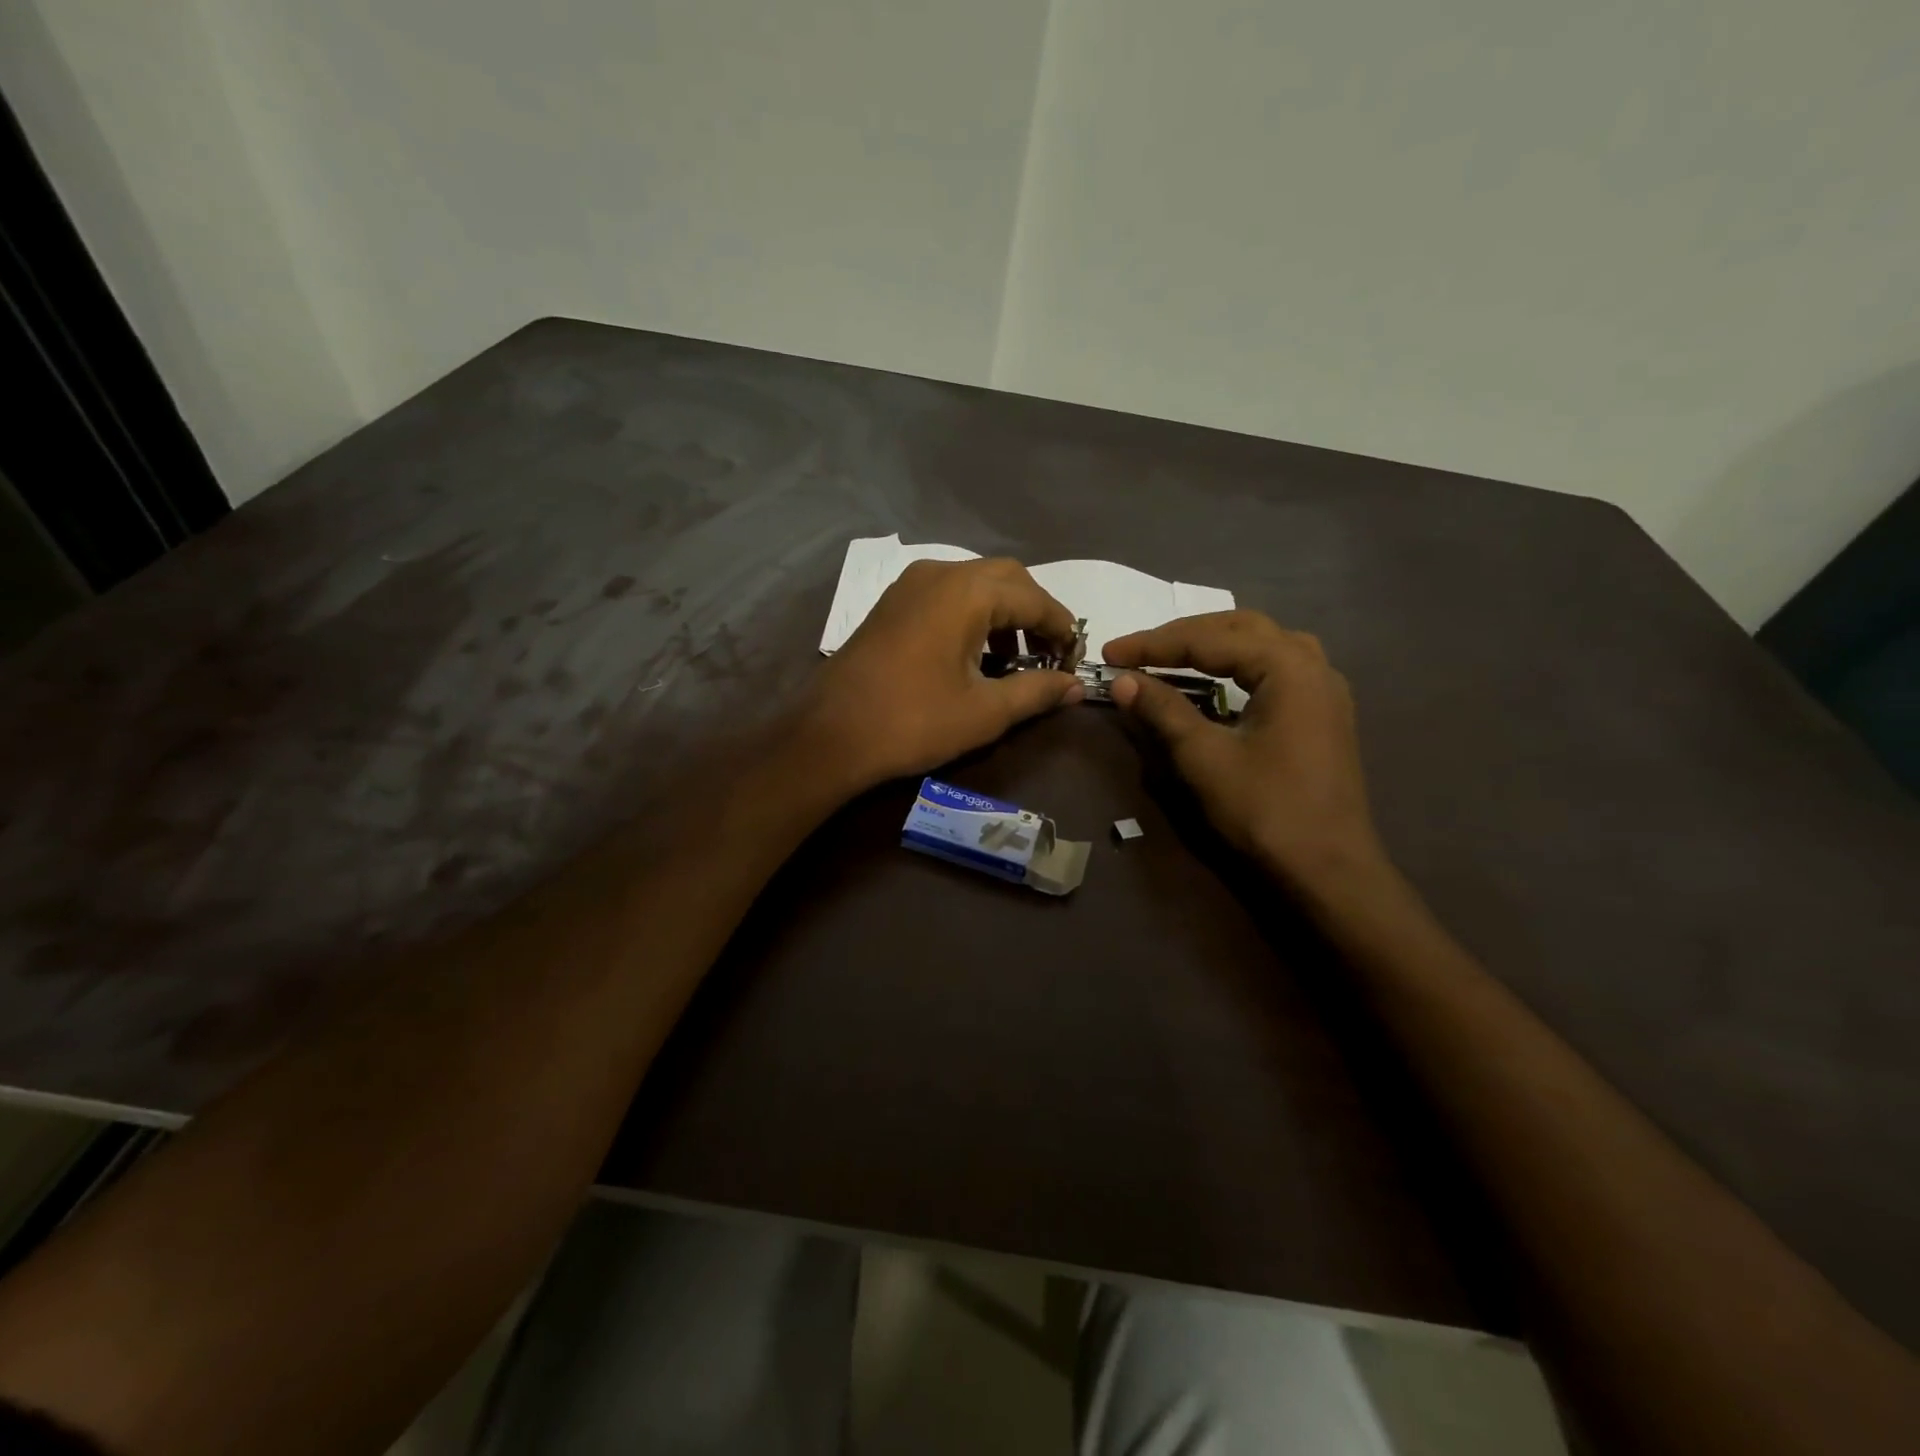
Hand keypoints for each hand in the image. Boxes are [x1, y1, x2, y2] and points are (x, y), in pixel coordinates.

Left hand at [802, 557, 1082, 793]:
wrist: (831, 735)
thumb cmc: (913, 722)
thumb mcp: (985, 712)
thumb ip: (1037, 692)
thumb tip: (1076, 686)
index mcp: (967, 592)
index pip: (1034, 598)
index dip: (1062, 627)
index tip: (1076, 658)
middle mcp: (939, 573)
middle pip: (1006, 579)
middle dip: (1034, 613)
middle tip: (1049, 655)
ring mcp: (910, 585)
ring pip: (975, 584)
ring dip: (1003, 615)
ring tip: (1015, 662)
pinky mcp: (892, 604)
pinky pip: (946, 595)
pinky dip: (972, 616)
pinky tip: (975, 656)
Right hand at [1104, 611, 1386, 889]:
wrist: (1328, 869)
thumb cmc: (1266, 810)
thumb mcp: (1205, 757)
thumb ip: (1163, 711)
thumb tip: (1122, 681)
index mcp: (1288, 666)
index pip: (1209, 639)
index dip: (1153, 645)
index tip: (1109, 654)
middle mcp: (1313, 664)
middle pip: (1240, 628)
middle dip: (1183, 636)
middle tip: (1137, 651)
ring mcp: (1324, 689)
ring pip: (1263, 643)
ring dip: (1214, 643)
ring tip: (1173, 655)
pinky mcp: (1323, 713)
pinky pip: (1277, 667)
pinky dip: (1239, 664)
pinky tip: (1219, 680)